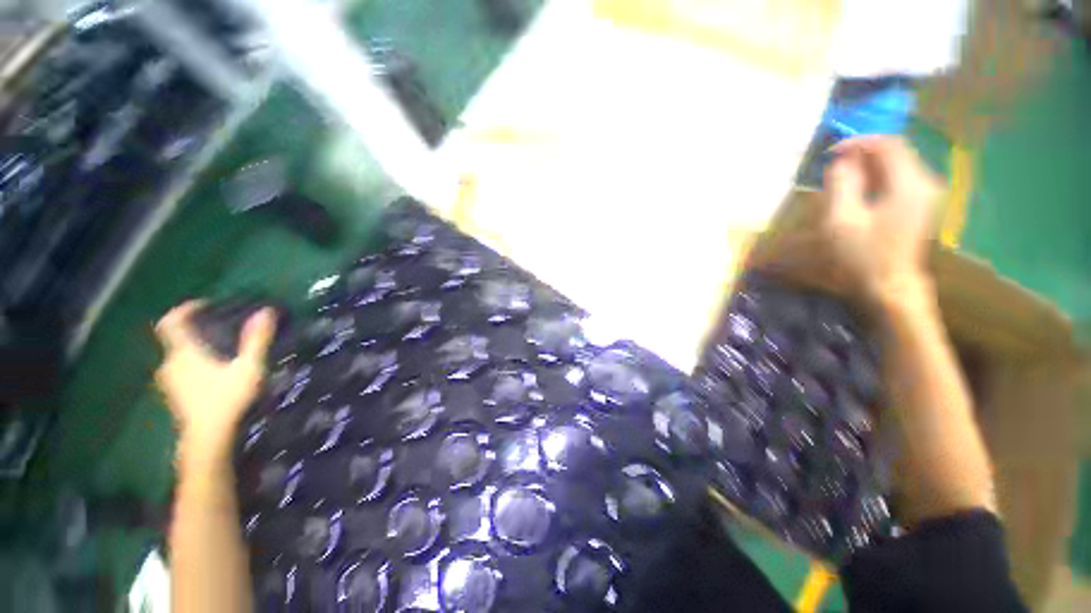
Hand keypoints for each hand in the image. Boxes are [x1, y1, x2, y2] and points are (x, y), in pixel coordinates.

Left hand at [155, 301, 276, 460]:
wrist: (207, 438)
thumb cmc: (227, 398)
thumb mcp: (248, 366)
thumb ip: (257, 339)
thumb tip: (266, 312)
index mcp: (184, 352)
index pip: (172, 322)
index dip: (184, 309)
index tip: (203, 305)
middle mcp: (170, 363)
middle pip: (177, 340)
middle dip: (197, 333)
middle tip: (222, 332)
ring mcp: (169, 382)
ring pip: (180, 358)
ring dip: (196, 351)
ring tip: (221, 353)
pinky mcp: (174, 396)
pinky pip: (181, 372)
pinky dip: (194, 367)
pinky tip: (214, 376)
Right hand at [824, 136, 941, 302]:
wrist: (890, 287)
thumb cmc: (862, 256)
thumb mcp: (842, 220)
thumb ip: (841, 185)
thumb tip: (841, 161)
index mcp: (909, 184)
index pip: (888, 144)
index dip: (858, 142)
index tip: (831, 152)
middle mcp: (924, 183)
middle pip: (895, 152)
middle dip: (863, 153)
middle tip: (833, 165)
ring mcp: (925, 195)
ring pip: (896, 165)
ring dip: (868, 166)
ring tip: (841, 178)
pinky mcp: (920, 206)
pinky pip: (898, 180)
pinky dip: (876, 178)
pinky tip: (858, 191)